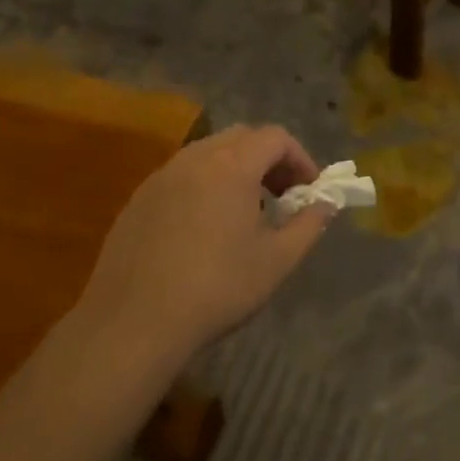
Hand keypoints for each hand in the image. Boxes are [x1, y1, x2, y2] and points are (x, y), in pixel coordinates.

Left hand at [76, 124, 333, 367]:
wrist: (134, 322)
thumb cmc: (216, 287)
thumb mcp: (277, 260)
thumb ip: (309, 224)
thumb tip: (326, 204)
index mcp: (231, 165)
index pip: (275, 137)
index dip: (301, 158)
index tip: (310, 191)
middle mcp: (194, 159)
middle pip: (241, 138)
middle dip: (269, 160)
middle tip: (282, 197)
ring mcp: (161, 177)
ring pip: (208, 154)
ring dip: (236, 170)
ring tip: (246, 212)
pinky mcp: (138, 200)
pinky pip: (181, 176)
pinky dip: (205, 186)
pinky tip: (205, 229)